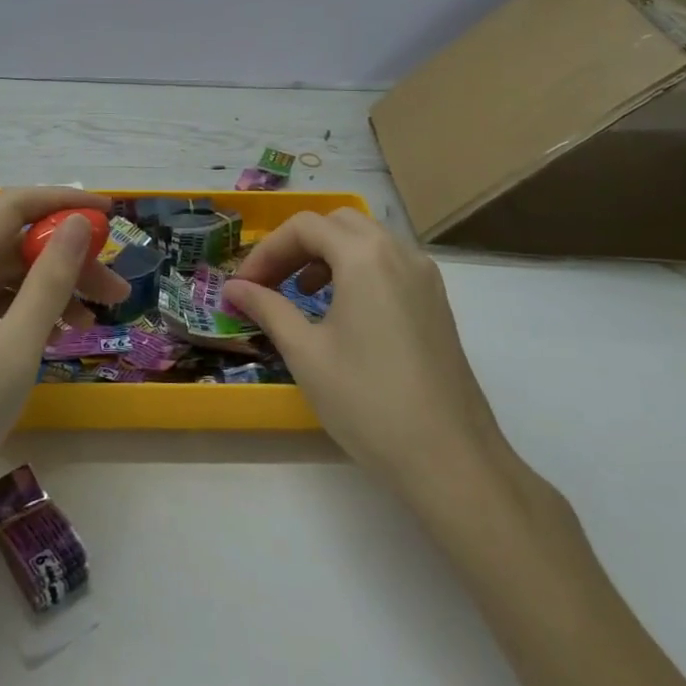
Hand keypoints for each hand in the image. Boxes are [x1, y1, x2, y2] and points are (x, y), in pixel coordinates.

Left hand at [0, 188, 129, 547]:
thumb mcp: (12, 353)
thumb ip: (48, 282)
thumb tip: (77, 224)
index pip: (13, 207)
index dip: (63, 202)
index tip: (112, 217)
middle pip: (11, 245)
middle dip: (66, 258)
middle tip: (117, 292)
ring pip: (2, 279)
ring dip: (50, 289)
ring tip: (96, 321)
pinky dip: (25, 314)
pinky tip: (55, 338)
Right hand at [222, 210, 508, 510]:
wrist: (451, 462)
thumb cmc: (368, 401)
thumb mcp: (306, 352)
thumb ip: (267, 308)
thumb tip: (233, 288)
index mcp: (365, 256)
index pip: (304, 227)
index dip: (266, 250)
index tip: (244, 285)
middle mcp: (399, 252)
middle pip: (337, 223)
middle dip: (297, 245)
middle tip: (270, 281)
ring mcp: (424, 276)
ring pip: (366, 240)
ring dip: (327, 254)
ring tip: (301, 292)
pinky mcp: (436, 302)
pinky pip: (388, 263)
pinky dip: (356, 268)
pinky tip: (341, 310)